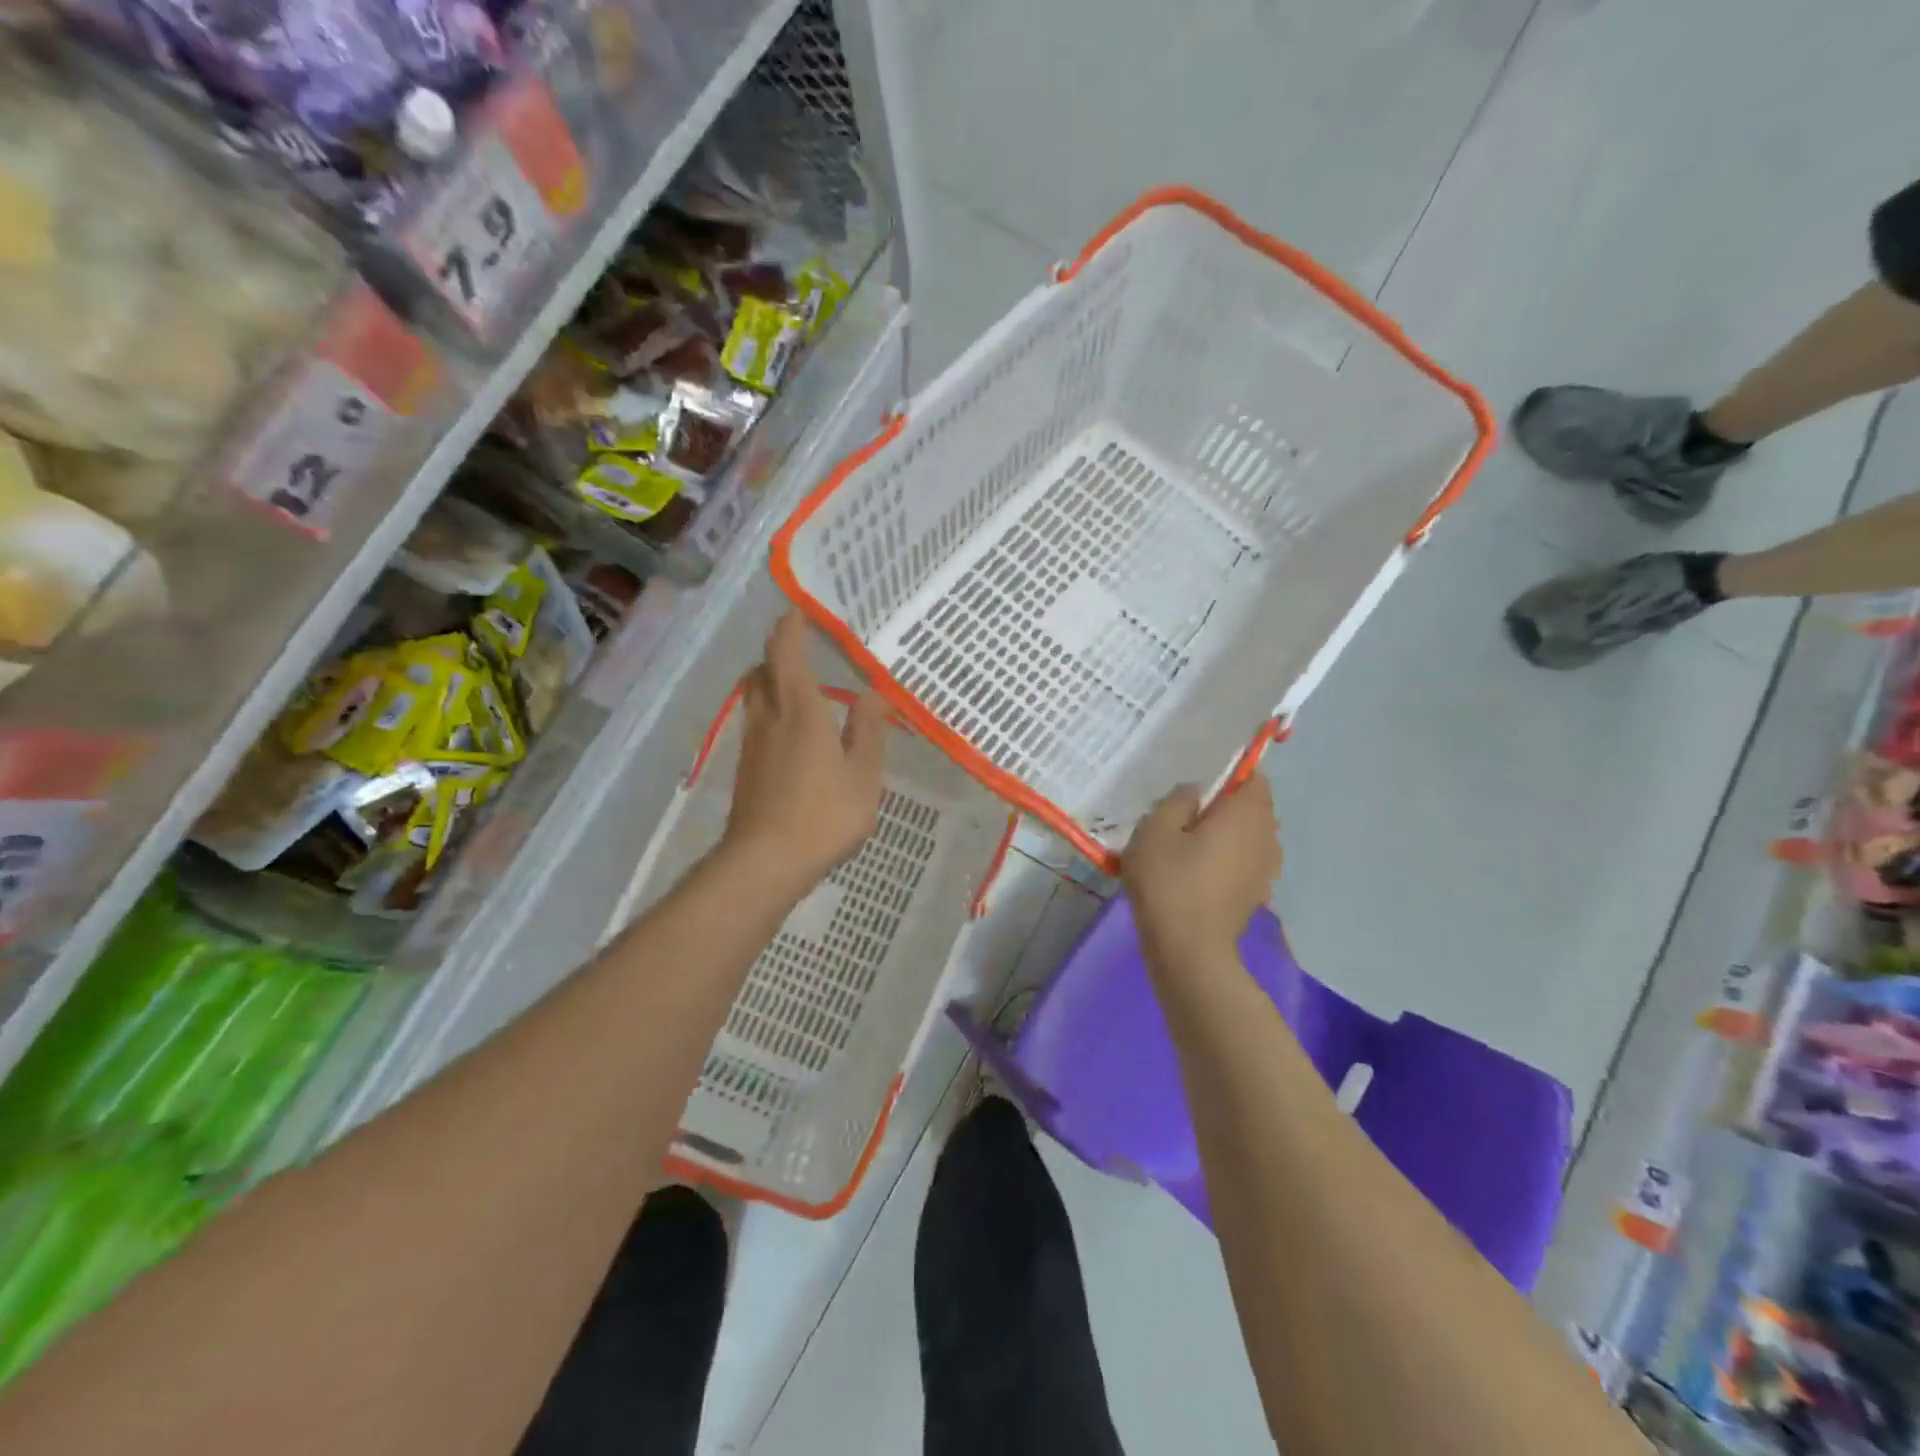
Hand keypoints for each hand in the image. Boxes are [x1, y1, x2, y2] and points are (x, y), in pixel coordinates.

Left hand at [720, 612, 885, 897]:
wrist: (765, 862)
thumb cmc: (824, 815)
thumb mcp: (863, 775)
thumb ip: (868, 731)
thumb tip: (873, 694)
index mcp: (800, 710)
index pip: (786, 654)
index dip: (789, 629)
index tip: (795, 611)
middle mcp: (769, 718)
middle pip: (762, 672)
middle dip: (776, 653)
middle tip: (798, 647)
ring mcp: (752, 744)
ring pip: (755, 698)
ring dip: (771, 682)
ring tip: (798, 687)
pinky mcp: (746, 769)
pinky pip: (756, 723)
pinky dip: (771, 712)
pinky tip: (791, 734)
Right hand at [1121, 774, 1283, 965]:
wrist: (1189, 952)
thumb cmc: (1170, 882)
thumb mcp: (1155, 829)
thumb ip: (1176, 800)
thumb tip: (1195, 792)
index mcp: (1248, 812)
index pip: (1253, 775)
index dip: (1228, 772)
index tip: (1197, 782)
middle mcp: (1267, 836)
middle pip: (1251, 806)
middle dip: (1223, 804)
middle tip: (1182, 811)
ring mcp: (1266, 869)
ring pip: (1247, 835)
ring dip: (1224, 833)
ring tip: (1185, 842)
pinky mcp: (1255, 894)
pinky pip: (1243, 861)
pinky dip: (1224, 859)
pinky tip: (1194, 871)